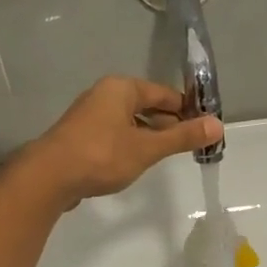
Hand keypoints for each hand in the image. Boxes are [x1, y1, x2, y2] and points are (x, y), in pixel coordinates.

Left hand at [26, 77, 222, 205]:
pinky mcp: (81, 136)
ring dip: (150, 135)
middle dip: (170, 124)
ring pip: (131, 121)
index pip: (165, 94)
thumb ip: (182, 137)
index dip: (187, 110)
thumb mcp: (148, 147)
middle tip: (191, 144)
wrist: (49, 177)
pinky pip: (116, 134)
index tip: (205, 128)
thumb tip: (218, 125)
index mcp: (122, 88)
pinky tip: (138, 161)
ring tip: (168, 155)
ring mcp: (90, 115)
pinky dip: (131, 143)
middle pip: (147, 106)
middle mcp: (105, 95)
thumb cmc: (102, 156)